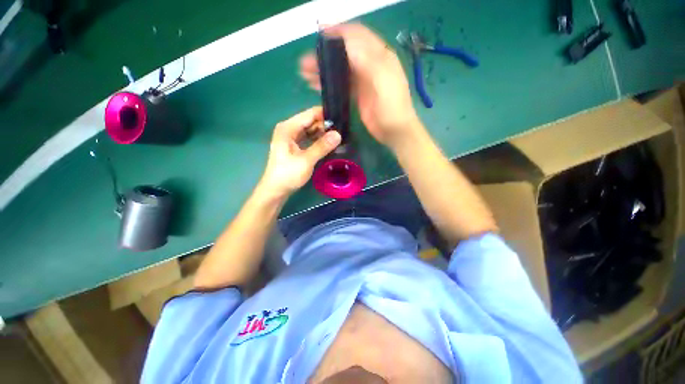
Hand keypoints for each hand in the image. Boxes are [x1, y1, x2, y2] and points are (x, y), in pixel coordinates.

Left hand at [258, 106, 341, 198]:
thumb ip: (322, 146)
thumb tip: (338, 134)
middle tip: (342, 131)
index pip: (310, 114)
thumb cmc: (288, 175)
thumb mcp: (306, 160)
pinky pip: (308, 138)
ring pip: (309, 130)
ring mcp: (290, 138)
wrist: (276, 190)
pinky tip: (327, 144)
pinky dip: (317, 140)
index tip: (341, 120)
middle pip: (310, 121)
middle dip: (325, 125)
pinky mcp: (293, 146)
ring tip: (337, 137)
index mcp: (288, 128)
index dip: (325, 115)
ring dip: (322, 133)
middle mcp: (288, 129)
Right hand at [300, 23, 422, 149]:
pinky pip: (341, 83)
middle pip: (345, 51)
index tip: (320, 34)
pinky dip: (329, 82)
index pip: (358, 36)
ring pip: (341, 67)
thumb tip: (347, 43)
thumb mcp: (383, 81)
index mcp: (380, 56)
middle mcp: (370, 64)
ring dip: (325, 68)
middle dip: (326, 52)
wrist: (394, 131)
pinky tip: (316, 84)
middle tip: (307, 59)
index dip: (339, 32)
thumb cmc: (392, 107)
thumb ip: (367, 61)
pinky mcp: (358, 94)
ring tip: (306, 71)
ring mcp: (363, 80)